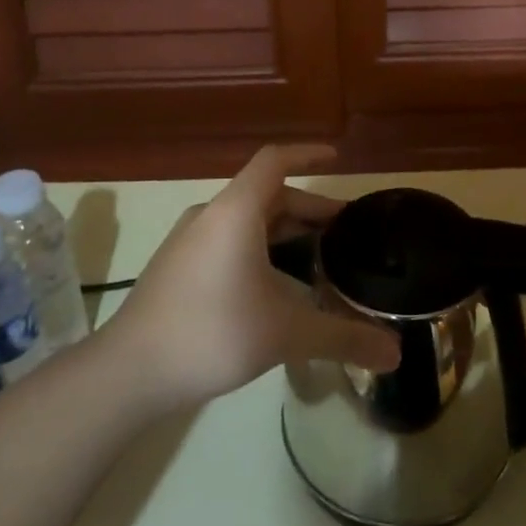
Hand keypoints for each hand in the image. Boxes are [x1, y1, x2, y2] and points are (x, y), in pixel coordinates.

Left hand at [104, 145, 400, 409]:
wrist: (128, 371)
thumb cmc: (211, 334)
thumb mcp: (285, 334)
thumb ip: (343, 338)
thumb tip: (397, 355)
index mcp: (236, 212)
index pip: (275, 160)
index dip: (308, 153)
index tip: (338, 158)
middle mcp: (211, 215)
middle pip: (268, 194)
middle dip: (309, 208)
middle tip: (347, 231)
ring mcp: (190, 241)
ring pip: (248, 221)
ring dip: (285, 231)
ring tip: (320, 257)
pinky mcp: (179, 266)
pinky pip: (230, 240)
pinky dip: (261, 248)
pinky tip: (276, 286)